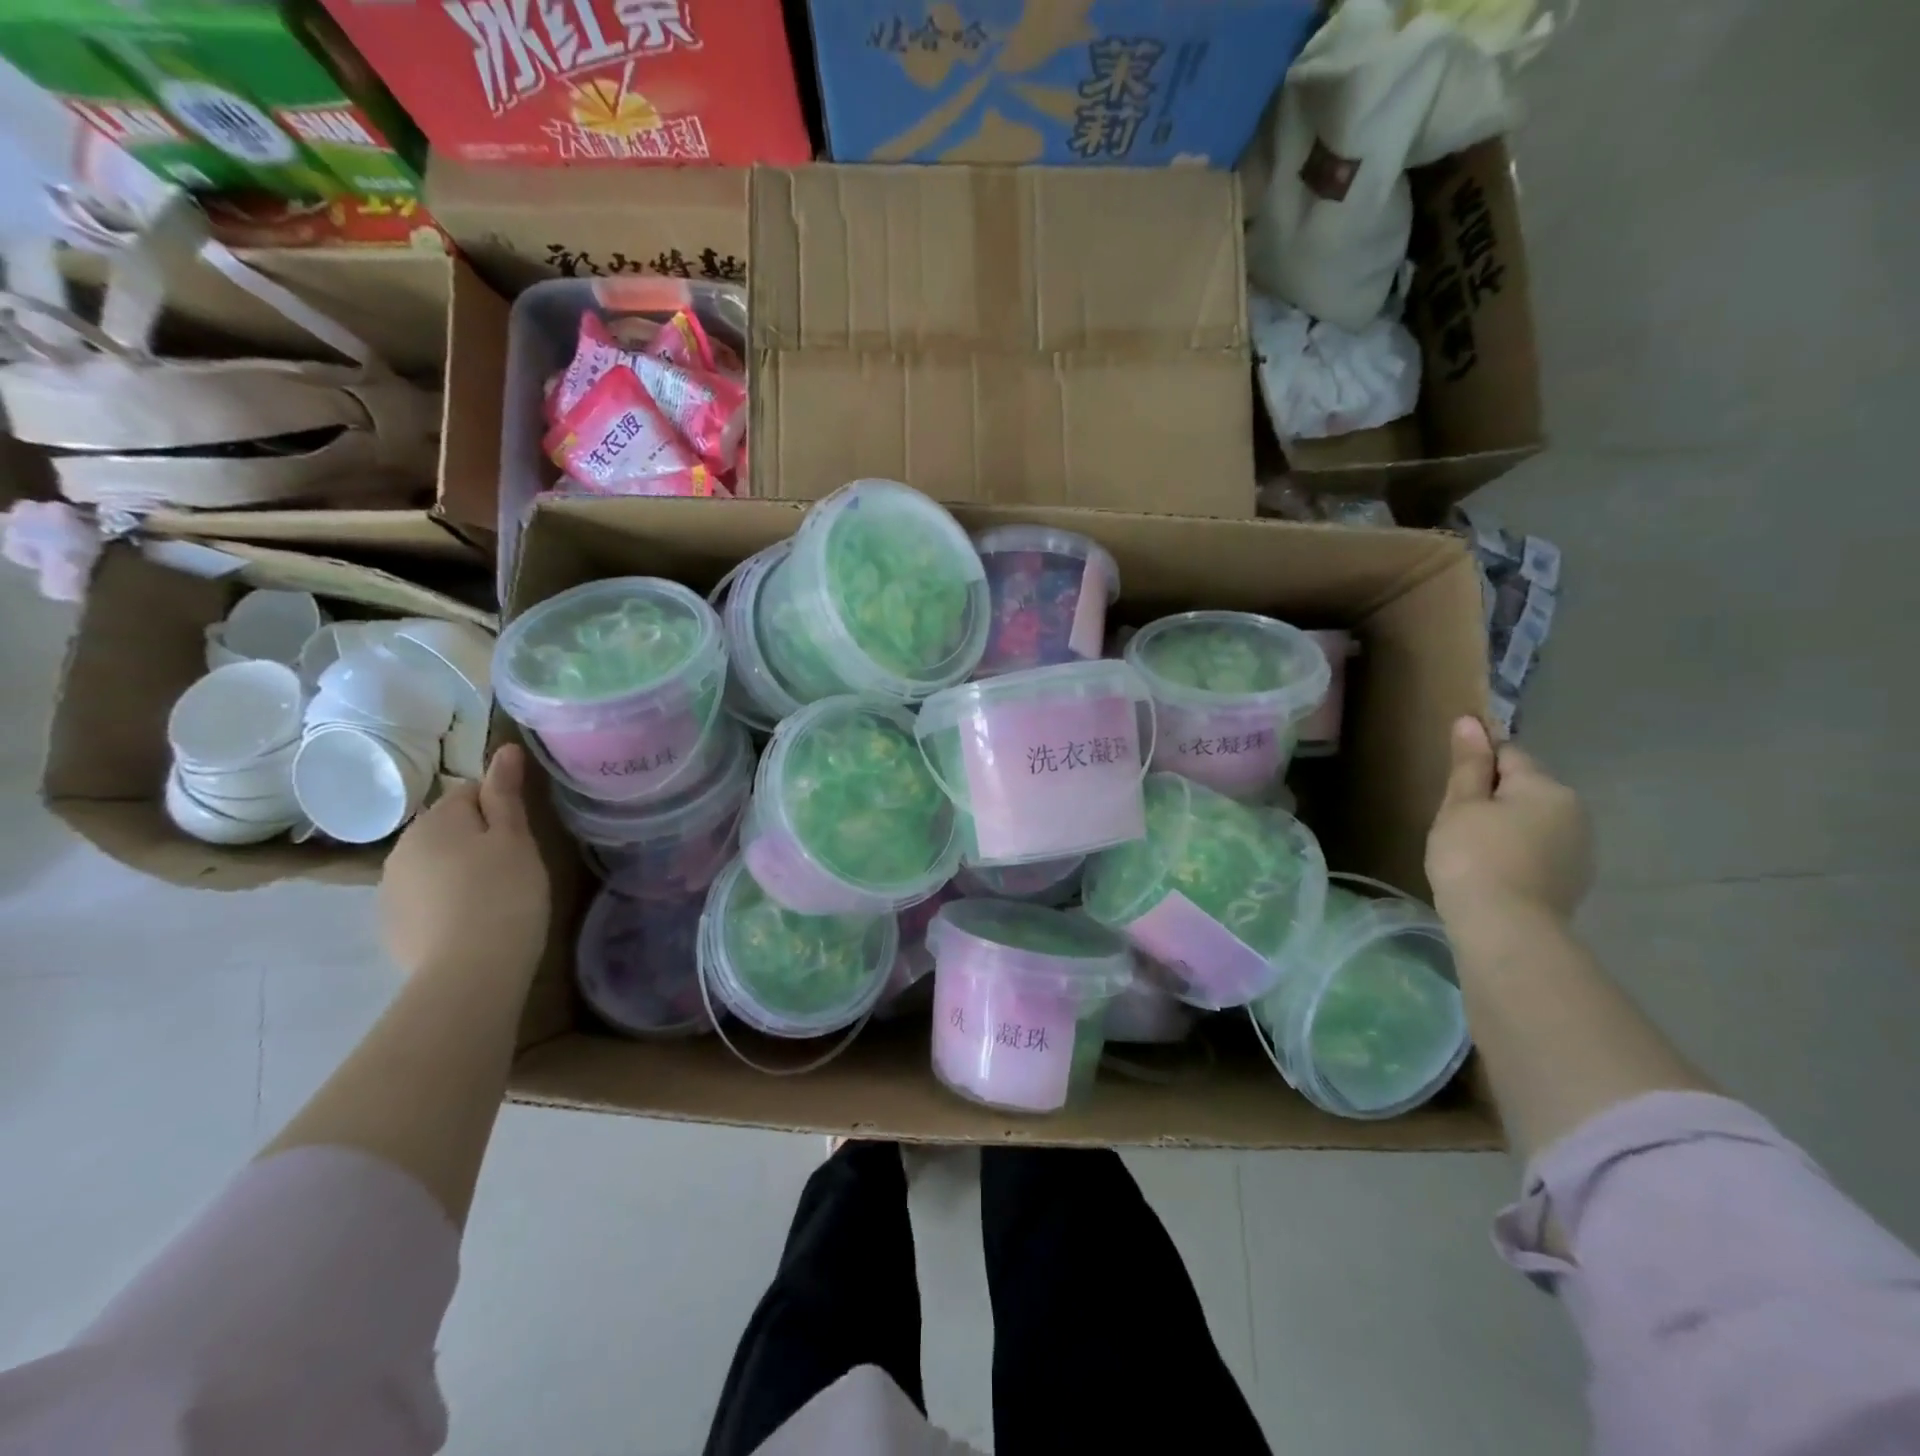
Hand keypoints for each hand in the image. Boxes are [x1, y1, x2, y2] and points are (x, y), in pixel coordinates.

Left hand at [380, 746, 550, 978]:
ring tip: (491, 896)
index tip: (520, 833)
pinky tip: (467, 922)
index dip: (498, 808)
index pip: (468, 792)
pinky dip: (442, 902)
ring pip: (431, 863)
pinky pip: (421, 898)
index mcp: (437, 819)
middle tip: (511, 865)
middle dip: (474, 839)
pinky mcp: (390, 924)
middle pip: (446, 828)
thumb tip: (505, 749)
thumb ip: (505, 794)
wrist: (469, 970)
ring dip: (456, 870)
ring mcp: (390, 887)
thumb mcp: (516, 838)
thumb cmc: (505, 892)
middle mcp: (403, 845)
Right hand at [1426, 717, 1592, 925]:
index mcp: (1547, 787)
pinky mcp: (1573, 880)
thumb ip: (1469, 764)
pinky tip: (1493, 871)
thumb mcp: (1461, 805)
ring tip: (1471, 851)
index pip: (1508, 754)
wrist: (1505, 928)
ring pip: (1533, 821)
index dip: (1476, 765)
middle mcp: (1574, 811)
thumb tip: (1471, 722)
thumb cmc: (1473, 857)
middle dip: (1493, 798)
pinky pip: (1539, 850)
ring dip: (1506, 826)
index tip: (1452, 788)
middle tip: (1455, 823)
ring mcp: (1580, 849)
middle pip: (1524, 788)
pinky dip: (1517, 853)